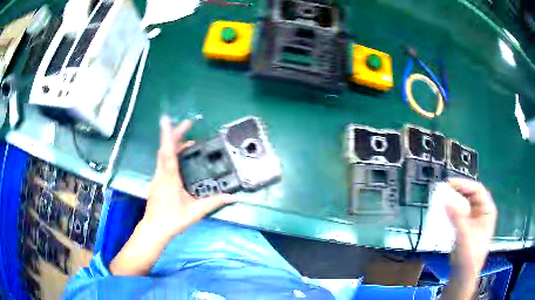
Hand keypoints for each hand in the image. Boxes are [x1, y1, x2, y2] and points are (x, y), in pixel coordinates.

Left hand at [142, 116, 234, 240]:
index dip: (168, 135)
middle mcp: (161, 174)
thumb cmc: (172, 219)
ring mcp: (157, 177)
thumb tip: (232, 197)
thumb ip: (214, 202)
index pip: (168, 152)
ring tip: (189, 141)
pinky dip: (171, 154)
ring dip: (173, 144)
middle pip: (164, 148)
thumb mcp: (195, 212)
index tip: (167, 120)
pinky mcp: (157, 181)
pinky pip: (162, 162)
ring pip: (163, 155)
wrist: (154, 228)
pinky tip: (180, 158)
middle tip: (187, 124)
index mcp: (169, 178)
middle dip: (174, 134)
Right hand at [445, 178, 496, 277]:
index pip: (477, 190)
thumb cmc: (469, 255)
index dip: (464, 184)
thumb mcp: (464, 234)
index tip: (449, 184)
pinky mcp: (466, 227)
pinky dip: (452, 211)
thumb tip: (445, 199)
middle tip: (444, 190)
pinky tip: (444, 211)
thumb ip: (456, 216)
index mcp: (487, 210)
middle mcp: (482, 212)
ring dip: (454, 201)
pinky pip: (459, 214)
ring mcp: (474, 220)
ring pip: (464, 204)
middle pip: (471, 195)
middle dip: (458, 191)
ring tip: (442, 198)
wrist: (463, 274)